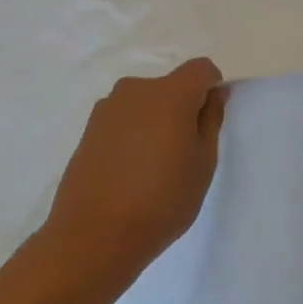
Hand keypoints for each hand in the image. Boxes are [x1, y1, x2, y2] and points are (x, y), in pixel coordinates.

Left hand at [42, 58, 229, 285]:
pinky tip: (130, 173)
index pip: (201, 69)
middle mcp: (135, 90)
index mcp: (170, 93)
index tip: (208, 123)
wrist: (94, 235)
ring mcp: (107, 109)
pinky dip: (133, 136)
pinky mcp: (88, 130)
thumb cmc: (162, 200)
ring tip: (153, 168)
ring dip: (155, 123)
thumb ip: (210, 120)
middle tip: (183, 153)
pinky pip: (123, 121)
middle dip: (182, 109)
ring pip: (145, 104)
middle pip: (170, 86)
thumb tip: (214, 93)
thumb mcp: (203, 163)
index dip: (211, 89)